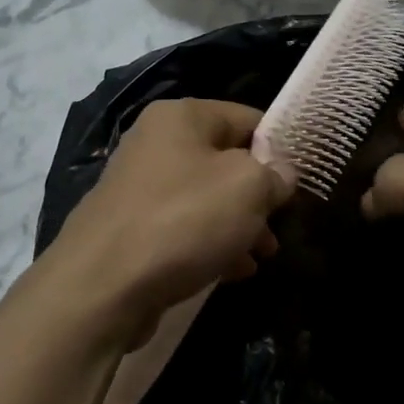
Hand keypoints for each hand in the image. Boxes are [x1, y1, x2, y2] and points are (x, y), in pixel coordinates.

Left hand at [45, 98, 294, 344]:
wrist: (102, 285)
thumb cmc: (183, 221)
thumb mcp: (247, 187)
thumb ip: (275, 173)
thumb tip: (281, 173)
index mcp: (180, 117)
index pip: (246, 118)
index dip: (280, 148)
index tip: (302, 182)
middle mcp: (155, 144)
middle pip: (225, 162)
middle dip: (259, 196)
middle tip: (282, 226)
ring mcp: (139, 188)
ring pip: (206, 199)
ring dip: (239, 225)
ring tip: (263, 256)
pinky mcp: (131, 229)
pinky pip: (183, 228)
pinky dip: (210, 244)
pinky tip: (233, 271)